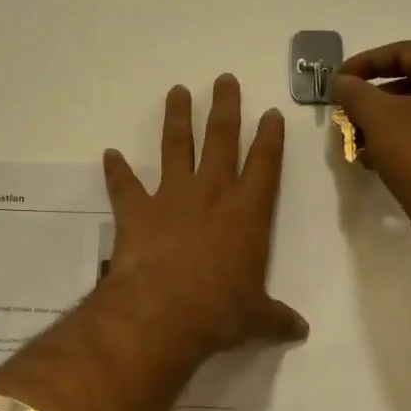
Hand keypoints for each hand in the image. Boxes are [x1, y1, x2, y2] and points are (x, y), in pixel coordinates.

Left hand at [101, 75, 308, 360]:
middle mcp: (211, 194)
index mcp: (247, 213)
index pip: (264, 164)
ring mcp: (171, 197)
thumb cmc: (219, 311)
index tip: (270, 112)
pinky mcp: (137, 210)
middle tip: (224, 79)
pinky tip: (110, 154)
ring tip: (177, 91)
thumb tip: (301, 331)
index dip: (269, 137)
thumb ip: (277, 318)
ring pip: (176, 147)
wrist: (163, 312)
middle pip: (220, 138)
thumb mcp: (256, 318)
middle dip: (225, 107)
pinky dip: (116, 170)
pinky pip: (124, 184)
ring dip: (177, 118)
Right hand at [334, 41, 410, 251]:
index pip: (406, 52)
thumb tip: (344, 83)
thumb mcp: (379, 118)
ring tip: (356, 140)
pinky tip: (377, 159)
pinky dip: (407, 140)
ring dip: (387, 122)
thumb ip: (356, 92)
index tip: (337, 81)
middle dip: (374, 98)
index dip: (365, 64)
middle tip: (346, 113)